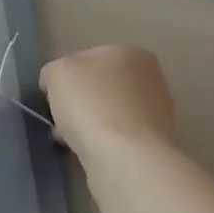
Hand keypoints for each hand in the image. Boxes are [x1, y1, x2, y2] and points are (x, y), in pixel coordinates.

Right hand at [40, 45, 176, 159]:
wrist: (126, 159)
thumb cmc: (90, 104)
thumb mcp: (56, 73)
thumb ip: (54, 72)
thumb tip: (57, 85)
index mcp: (130, 53)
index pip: (88, 60)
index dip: (67, 78)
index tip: (56, 98)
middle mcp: (151, 78)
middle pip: (102, 87)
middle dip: (82, 103)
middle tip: (62, 121)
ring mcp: (159, 114)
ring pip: (111, 114)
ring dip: (92, 125)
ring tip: (74, 142)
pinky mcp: (158, 145)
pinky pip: (121, 139)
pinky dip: (106, 144)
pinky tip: (92, 154)